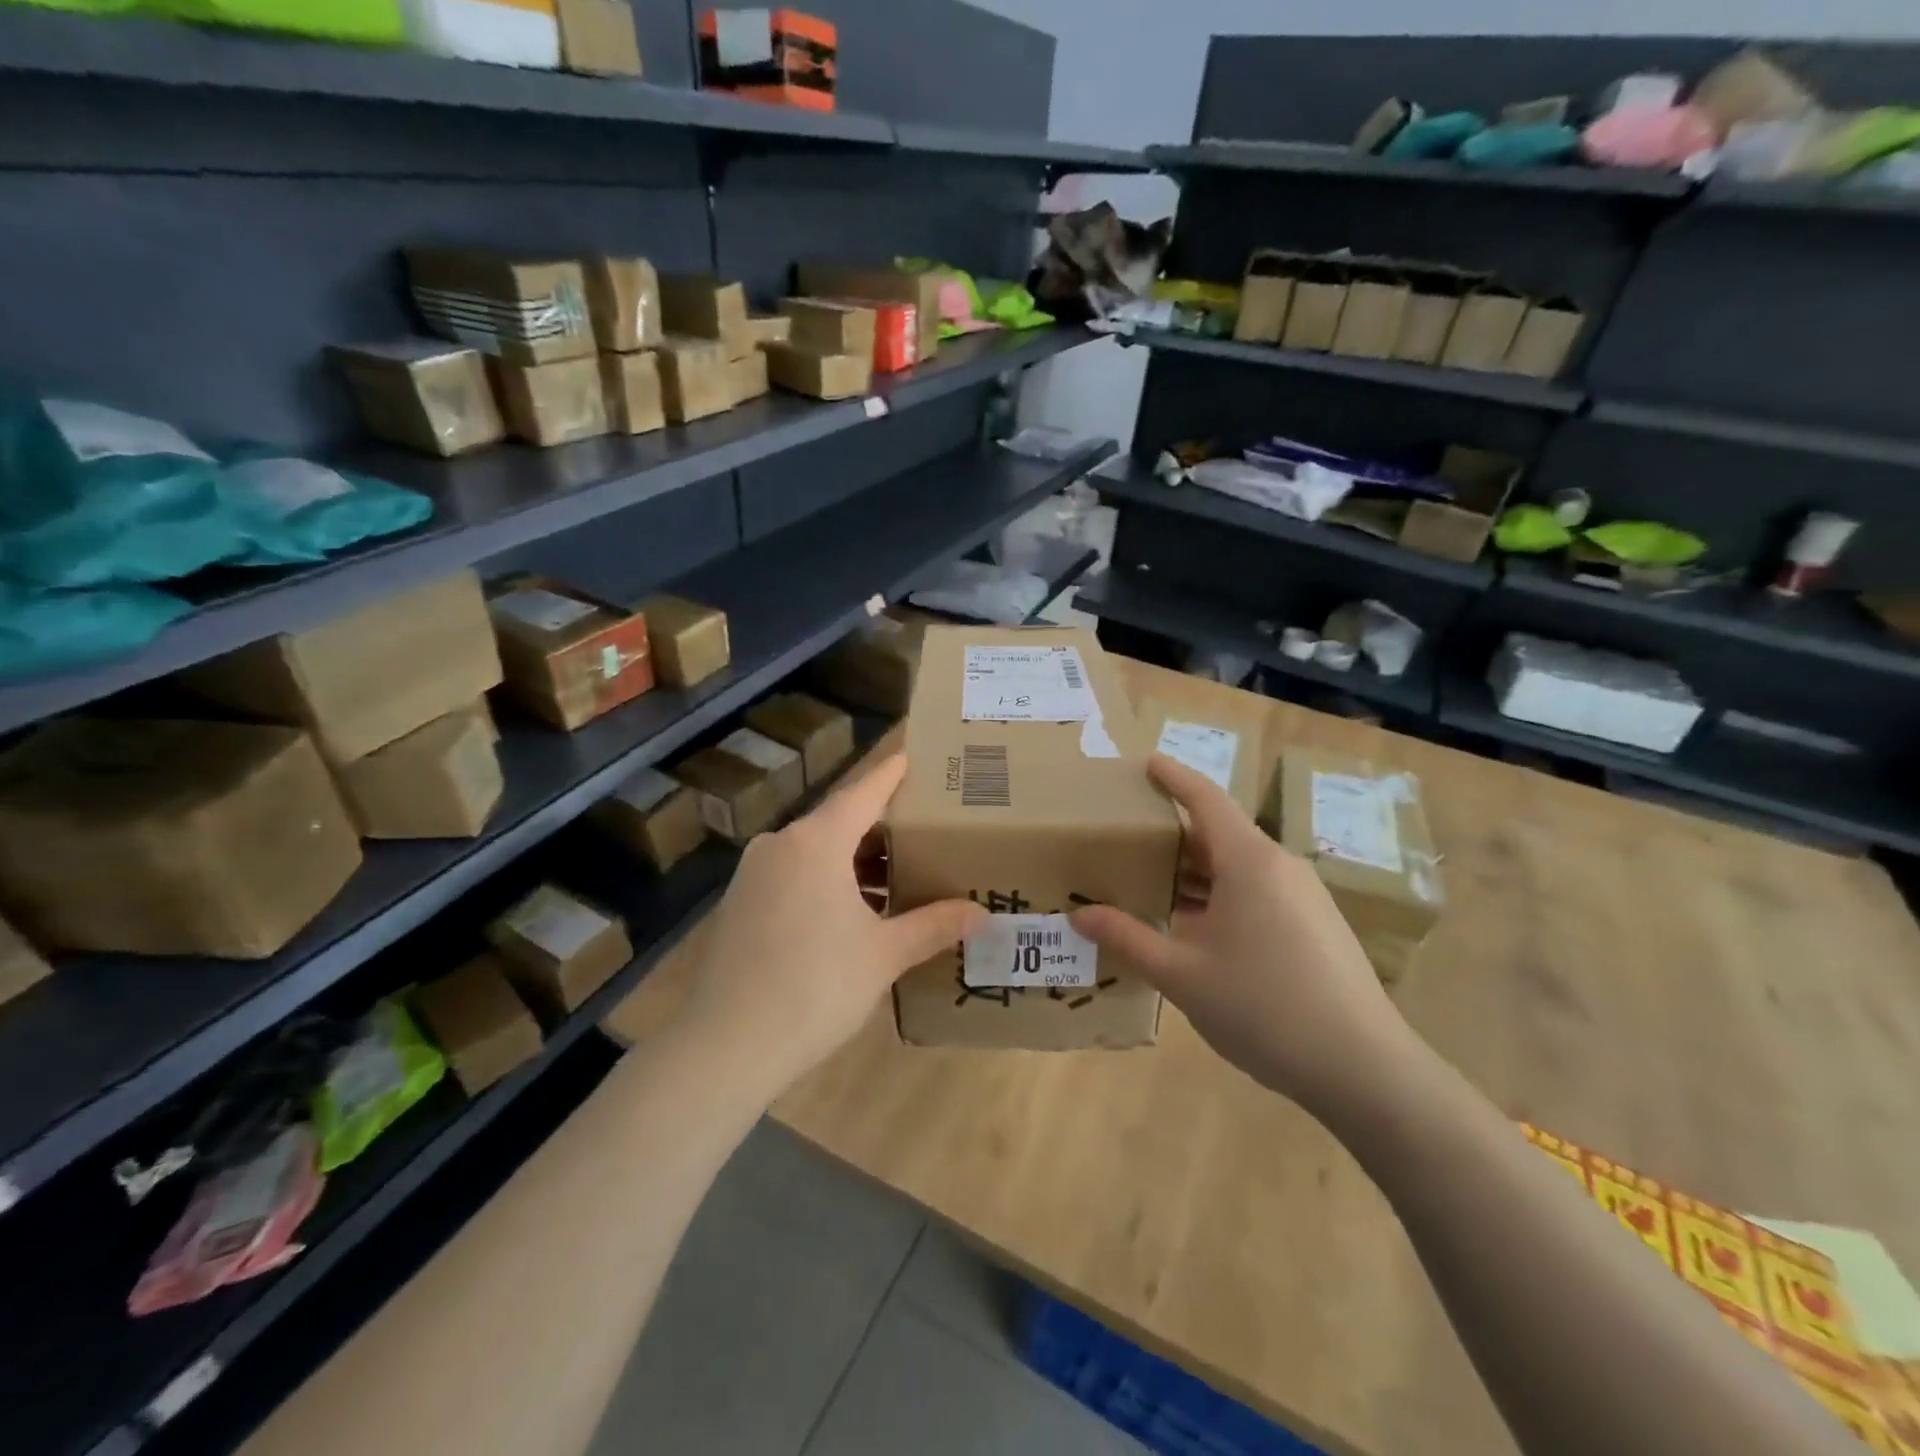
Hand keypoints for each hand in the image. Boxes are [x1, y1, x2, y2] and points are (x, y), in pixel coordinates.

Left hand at [678, 755, 986, 1101]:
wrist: (725, 1047)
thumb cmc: (815, 988)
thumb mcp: (883, 955)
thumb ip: (932, 926)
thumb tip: (980, 914)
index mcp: (816, 843)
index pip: (864, 792)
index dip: (892, 774)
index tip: (915, 756)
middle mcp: (781, 846)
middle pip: (840, 821)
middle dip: (882, 827)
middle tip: (926, 831)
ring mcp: (754, 875)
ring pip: (816, 852)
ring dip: (856, 861)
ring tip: (899, 878)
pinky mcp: (739, 904)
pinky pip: (794, 876)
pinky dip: (828, 882)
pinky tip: (853, 913)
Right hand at [1069, 755, 1418, 1116]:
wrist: (1364, 1068)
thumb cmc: (1264, 1008)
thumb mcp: (1182, 975)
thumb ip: (1129, 939)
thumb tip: (1080, 916)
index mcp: (1249, 861)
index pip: (1205, 799)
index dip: (1174, 777)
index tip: (1146, 762)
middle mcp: (1280, 865)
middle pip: (1220, 833)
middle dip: (1174, 833)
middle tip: (1128, 840)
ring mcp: (1304, 896)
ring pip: (1239, 866)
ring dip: (1197, 871)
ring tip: (1152, 884)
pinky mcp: (1316, 925)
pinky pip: (1259, 891)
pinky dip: (1221, 895)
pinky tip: (1197, 928)